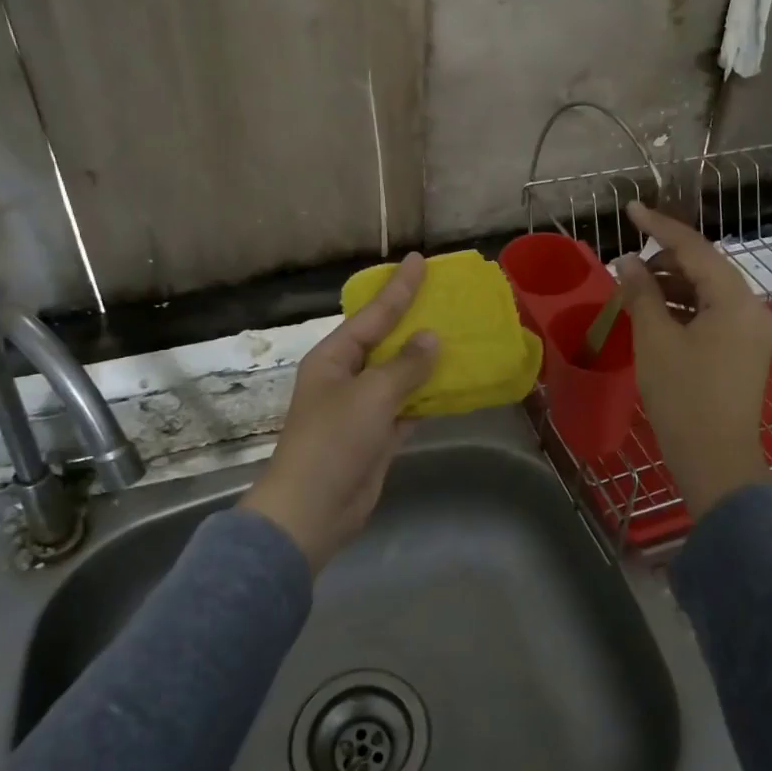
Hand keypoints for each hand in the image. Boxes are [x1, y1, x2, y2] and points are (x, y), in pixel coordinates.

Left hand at [242, 254, 438, 570]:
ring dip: (426, 361)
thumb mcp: (372, 395)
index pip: (372, 315)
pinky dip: (428, 397)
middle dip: (414, 322)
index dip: (398, 288)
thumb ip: (406, 365)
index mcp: (334, 358)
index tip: (419, 260)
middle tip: (444, 296)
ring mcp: (362, 409)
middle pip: (386, 342)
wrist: (313, 509)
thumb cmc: (334, 441)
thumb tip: (431, 338)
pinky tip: (454, 384)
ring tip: (458, 336)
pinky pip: (408, 407)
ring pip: (400, 376)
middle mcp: (346, 378)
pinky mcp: (378, 437)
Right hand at [616, 203, 771, 517]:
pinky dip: (685, 309)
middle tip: (627, 262)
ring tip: (636, 290)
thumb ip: (641, 292)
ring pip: (709, 293)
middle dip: (665, 261)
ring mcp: (754, 332)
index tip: (631, 210)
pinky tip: (657, 315)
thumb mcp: (655, 340)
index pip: (695, 249)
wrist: (716, 460)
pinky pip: (714, 315)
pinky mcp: (747, 352)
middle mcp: (754, 308)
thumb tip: (627, 261)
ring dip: (673, 286)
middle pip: (706, 268)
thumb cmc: (683, 397)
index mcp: (736, 300)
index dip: (660, 227)